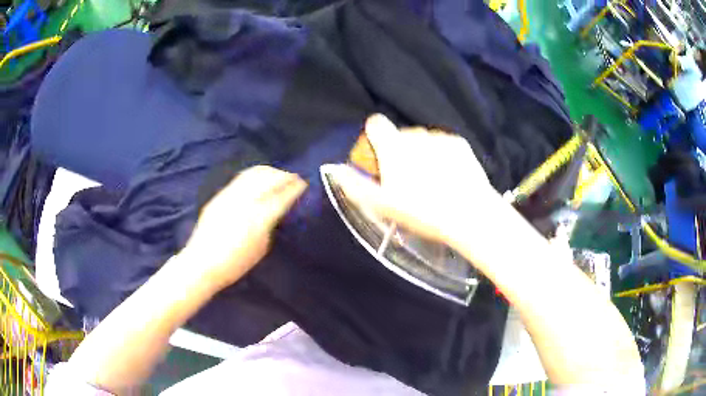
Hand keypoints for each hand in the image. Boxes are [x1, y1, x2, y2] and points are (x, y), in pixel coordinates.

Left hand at [182, 166, 306, 289]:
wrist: (202, 262)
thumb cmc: (235, 264)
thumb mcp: (261, 248)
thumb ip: (270, 225)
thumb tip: (275, 212)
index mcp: (259, 218)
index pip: (282, 195)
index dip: (295, 187)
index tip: (303, 184)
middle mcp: (245, 201)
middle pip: (269, 178)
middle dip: (284, 175)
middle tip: (293, 178)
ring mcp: (230, 195)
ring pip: (253, 173)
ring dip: (269, 172)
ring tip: (277, 175)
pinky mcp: (220, 195)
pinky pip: (241, 178)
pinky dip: (254, 175)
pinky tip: (258, 179)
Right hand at [332, 114, 498, 245]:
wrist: (469, 214)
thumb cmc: (421, 211)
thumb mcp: (383, 205)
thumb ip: (356, 185)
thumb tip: (337, 170)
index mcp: (393, 145)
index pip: (375, 122)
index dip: (374, 137)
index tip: (379, 157)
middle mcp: (415, 134)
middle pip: (400, 134)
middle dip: (399, 150)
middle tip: (408, 178)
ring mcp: (439, 136)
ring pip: (422, 139)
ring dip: (421, 152)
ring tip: (431, 179)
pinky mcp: (459, 143)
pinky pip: (442, 143)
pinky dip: (441, 154)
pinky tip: (449, 175)